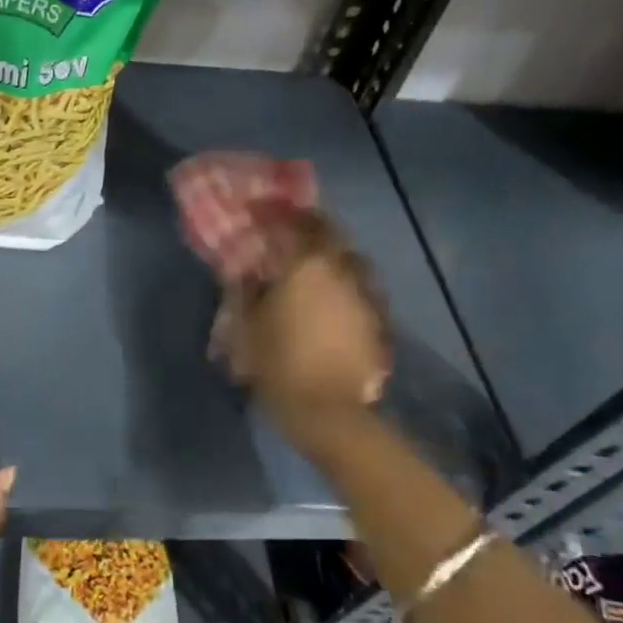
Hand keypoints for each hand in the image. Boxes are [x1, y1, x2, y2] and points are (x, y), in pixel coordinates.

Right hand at [214, 208, 391, 455]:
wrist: (328, 411)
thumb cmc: (278, 363)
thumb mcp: (246, 326)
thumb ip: (244, 289)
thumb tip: (244, 269)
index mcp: (307, 265)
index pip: (294, 222)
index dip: (276, 213)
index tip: (259, 210)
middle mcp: (342, 270)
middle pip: (331, 233)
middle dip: (310, 228)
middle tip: (290, 233)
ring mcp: (366, 294)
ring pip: (350, 260)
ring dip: (331, 256)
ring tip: (311, 266)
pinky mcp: (377, 319)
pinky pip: (359, 288)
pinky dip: (343, 284)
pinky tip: (330, 300)